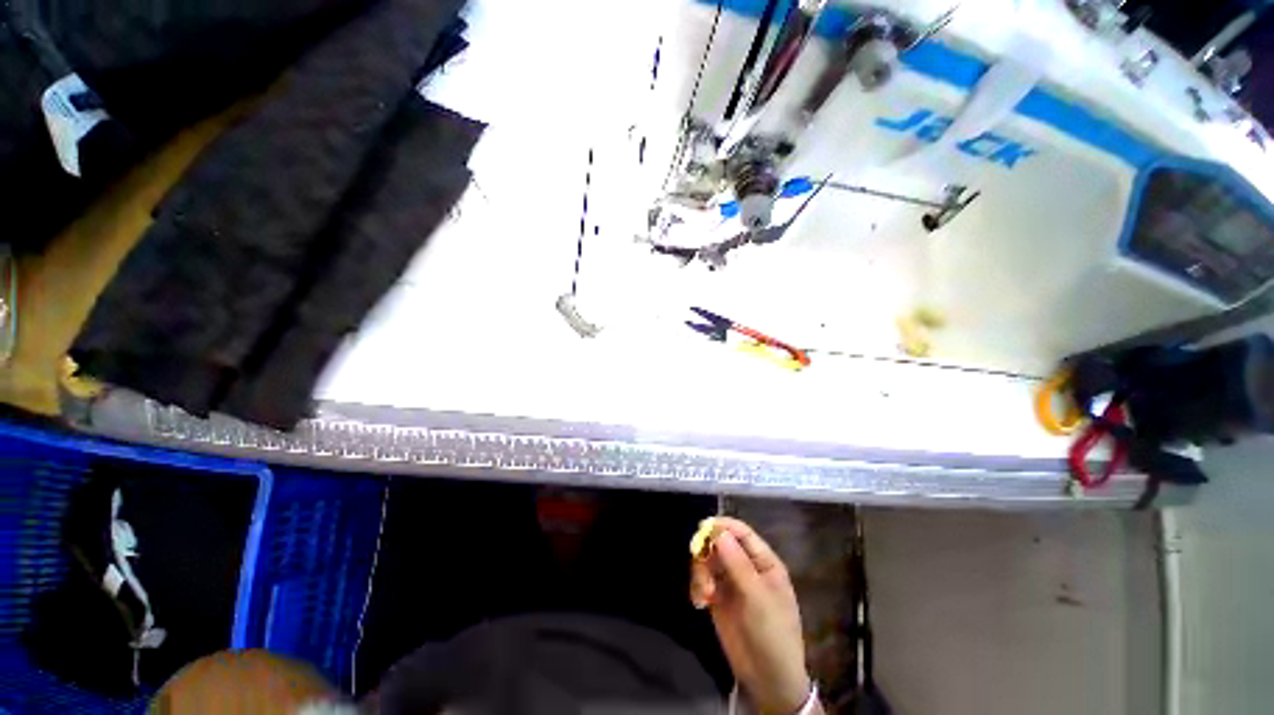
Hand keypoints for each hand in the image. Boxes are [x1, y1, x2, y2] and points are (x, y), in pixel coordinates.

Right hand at [689, 518, 813, 714]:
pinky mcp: (718, 597)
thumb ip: (737, 564)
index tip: (703, 526)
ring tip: (703, 594)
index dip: (723, 526)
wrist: (768, 679)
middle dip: (707, 552)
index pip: (742, 533)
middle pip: (720, 544)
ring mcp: (731, 582)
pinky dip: (697, 587)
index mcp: (763, 562)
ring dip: (701, 573)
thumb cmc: (772, 634)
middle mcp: (746, 566)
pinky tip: (699, 603)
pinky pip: (702, 580)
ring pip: (708, 561)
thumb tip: (719, 532)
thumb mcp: (758, 598)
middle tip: (700, 566)